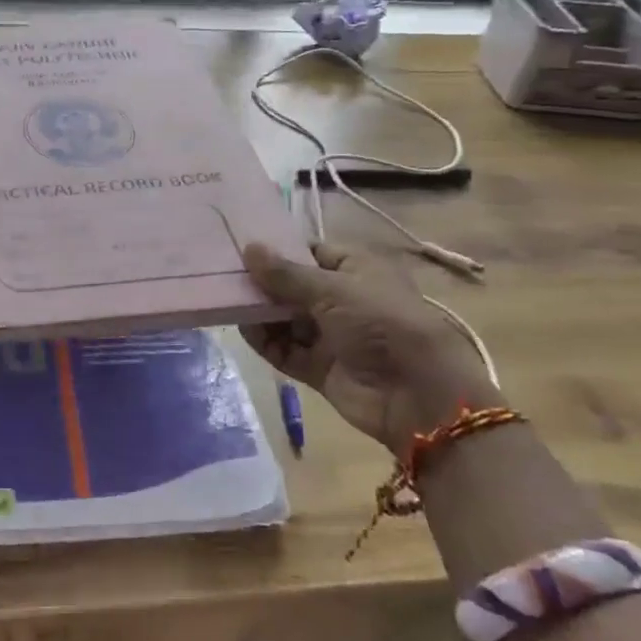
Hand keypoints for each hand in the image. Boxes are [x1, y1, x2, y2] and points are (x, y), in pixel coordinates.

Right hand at [241, 241, 495, 452]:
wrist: (416, 394)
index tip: (242, 246)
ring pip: (286, 319)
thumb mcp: (332, 289)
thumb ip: (285, 273)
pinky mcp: (320, 367)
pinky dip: (266, 341)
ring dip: (261, 312)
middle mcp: (343, 300)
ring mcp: (331, 336)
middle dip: (263, 283)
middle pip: (294, 287)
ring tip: (227, 301)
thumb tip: (248, 248)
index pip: (311, 253)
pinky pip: (286, 350)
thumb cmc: (380, 323)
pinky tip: (244, 329)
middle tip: (224, 275)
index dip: (280, 250)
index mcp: (356, 270)